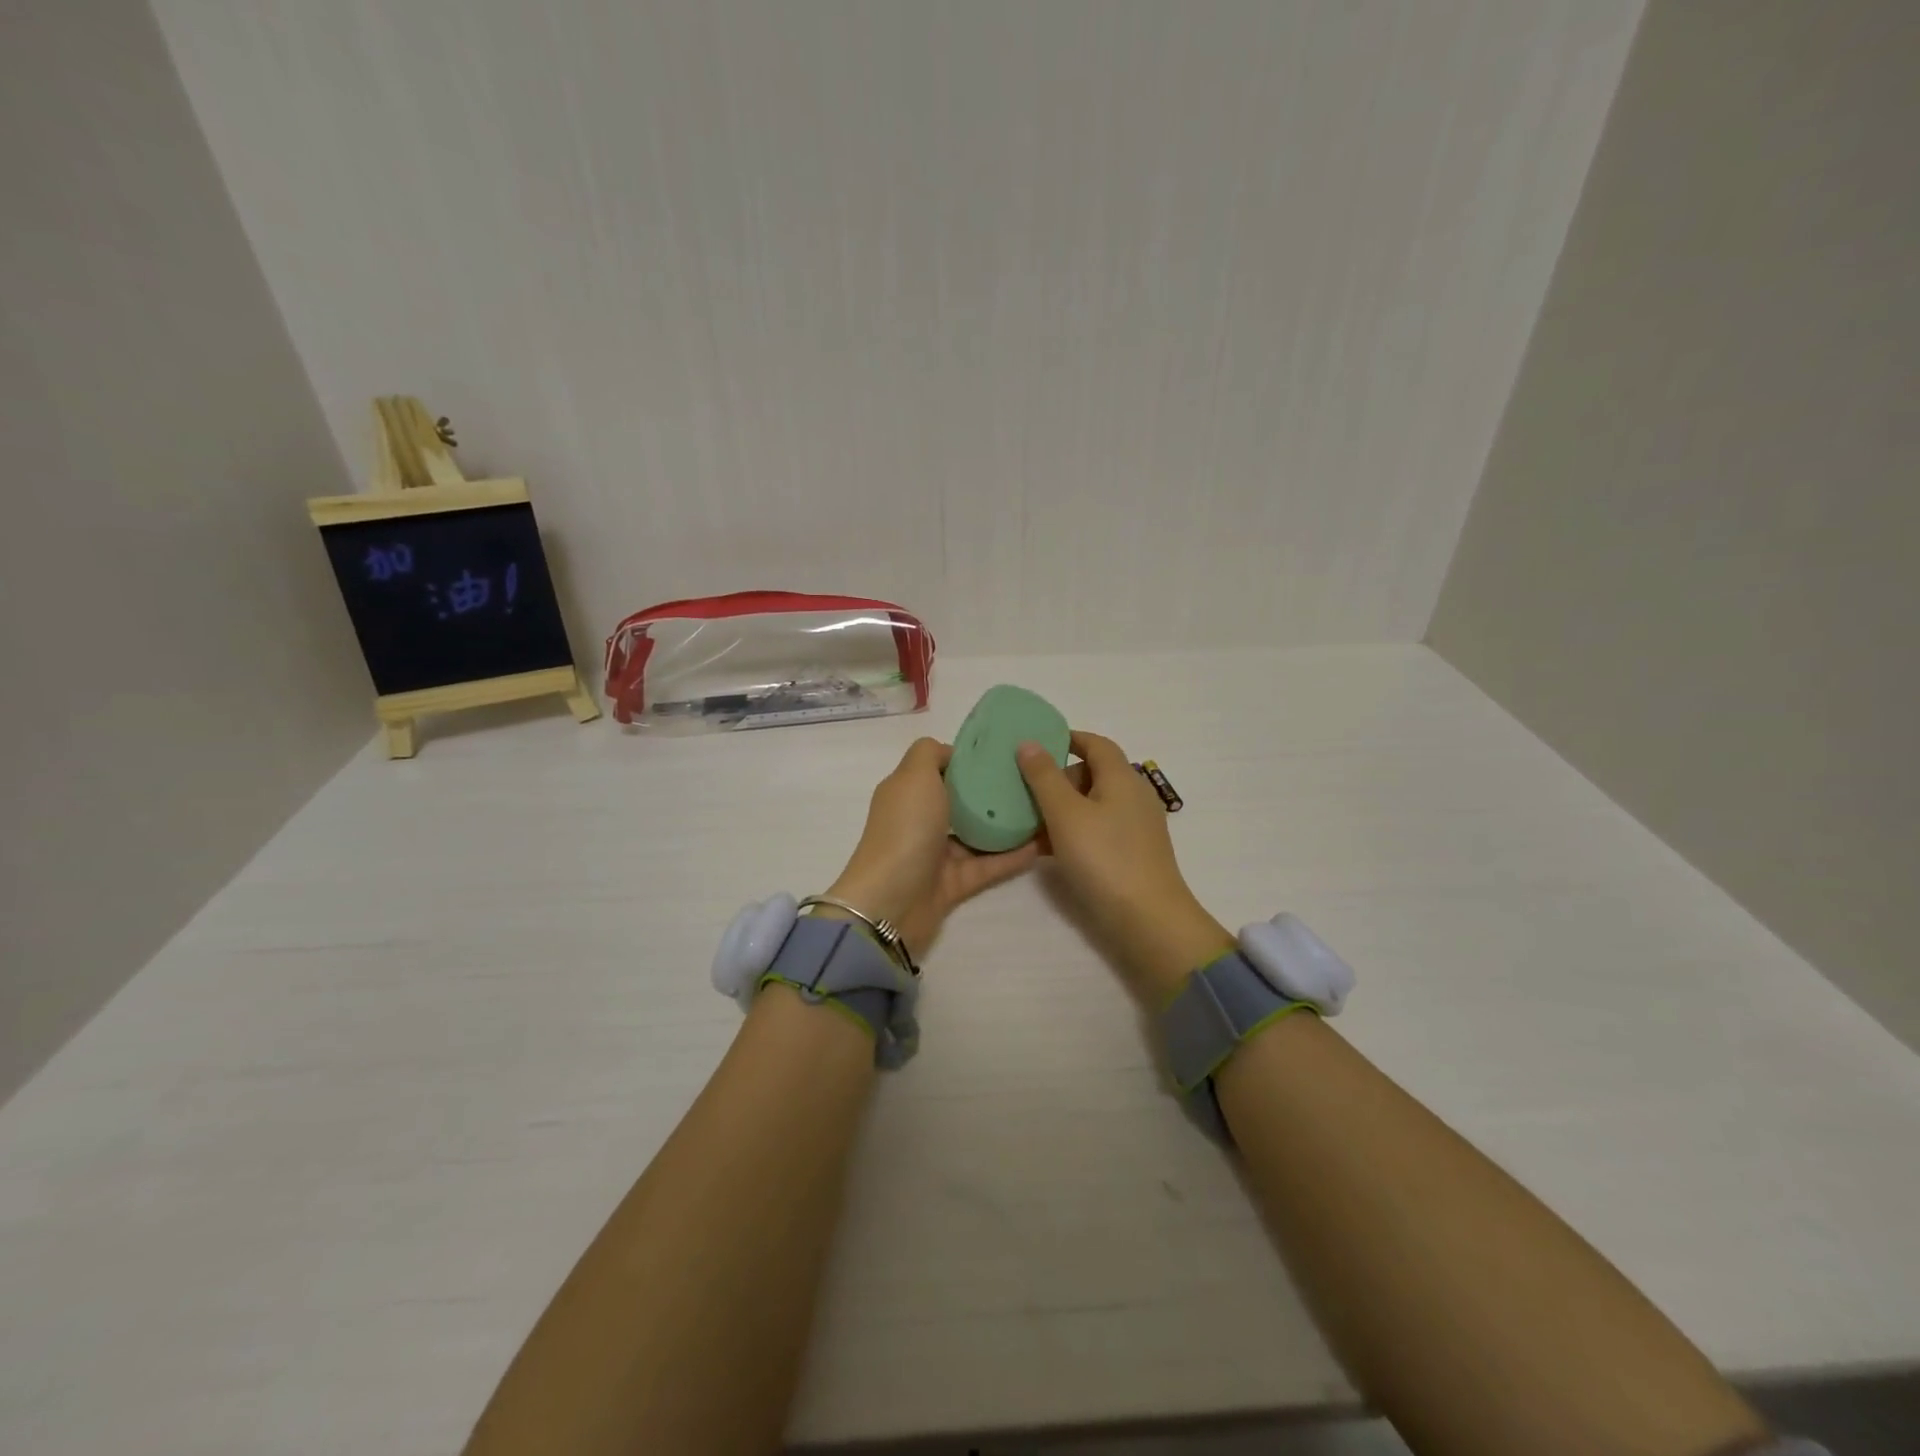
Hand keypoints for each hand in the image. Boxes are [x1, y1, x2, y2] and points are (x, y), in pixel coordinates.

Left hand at [824, 737, 1037, 956]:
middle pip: (961, 801)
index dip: (968, 759)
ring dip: (1007, 825)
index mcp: (908, 792)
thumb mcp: (913, 776)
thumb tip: (952, 754)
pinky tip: (1042, 844)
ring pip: (978, 834)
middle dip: (993, 791)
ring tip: (1044, 809)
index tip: (1004, 753)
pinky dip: (1013, 856)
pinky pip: (990, 865)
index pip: (940, 768)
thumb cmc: (904, 829)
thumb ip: (930, 753)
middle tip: (1032, 780)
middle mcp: (921, 820)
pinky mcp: (956, 883)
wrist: (892, 903)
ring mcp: (938, 854)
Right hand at [1019, 731, 1232, 1002]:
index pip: (1095, 743)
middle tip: (1027, 792)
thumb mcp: (1065, 813)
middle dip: (1058, 778)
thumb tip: (1029, 743)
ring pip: (1093, 804)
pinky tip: (1048, 849)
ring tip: (1029, 823)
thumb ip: (1044, 777)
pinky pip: (1098, 829)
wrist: (1147, 919)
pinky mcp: (1133, 852)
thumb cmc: (1104, 858)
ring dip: (1062, 808)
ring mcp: (1136, 825)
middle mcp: (1134, 795)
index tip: (1037, 746)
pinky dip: (1074, 831)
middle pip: (1093, 773)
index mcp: (1122, 777)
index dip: (1067, 739)